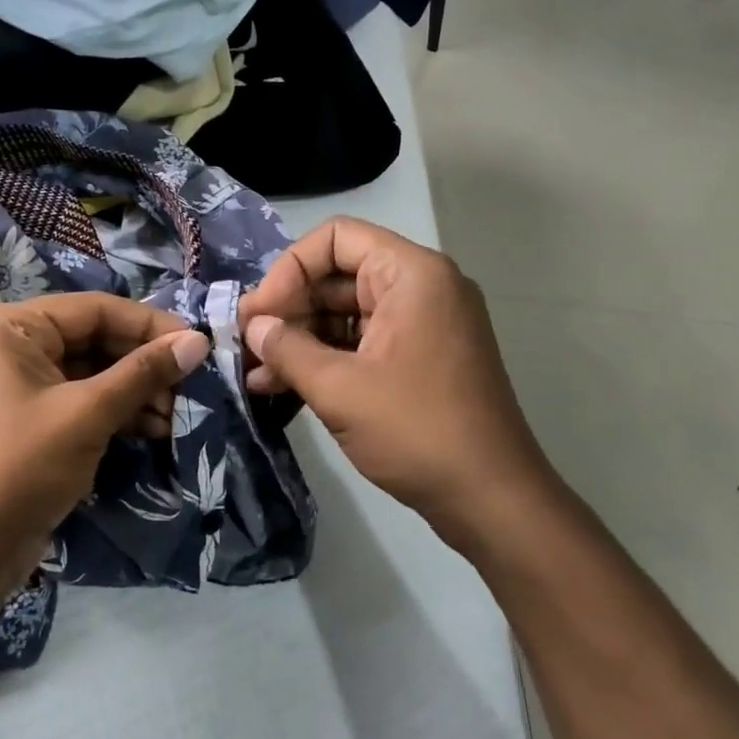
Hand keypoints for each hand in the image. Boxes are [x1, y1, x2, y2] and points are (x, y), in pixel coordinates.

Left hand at [0, 293, 208, 583]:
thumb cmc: (23, 466)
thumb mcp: (88, 413)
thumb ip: (144, 372)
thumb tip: (198, 341)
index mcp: (12, 326)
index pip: (95, 309)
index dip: (149, 325)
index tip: (196, 343)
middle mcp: (15, 343)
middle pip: (97, 338)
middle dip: (145, 363)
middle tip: (192, 383)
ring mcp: (24, 381)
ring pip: (96, 370)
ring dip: (138, 390)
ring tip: (178, 413)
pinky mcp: (36, 415)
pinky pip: (86, 397)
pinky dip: (120, 410)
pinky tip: (156, 428)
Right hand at [241, 218, 560, 559]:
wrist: (491, 499)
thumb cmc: (416, 431)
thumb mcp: (339, 388)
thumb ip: (287, 349)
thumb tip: (254, 326)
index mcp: (411, 274)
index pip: (336, 238)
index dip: (289, 269)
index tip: (260, 314)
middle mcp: (422, 287)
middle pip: (338, 275)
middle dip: (289, 309)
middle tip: (246, 344)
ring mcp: (424, 323)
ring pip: (346, 312)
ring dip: (300, 339)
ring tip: (256, 373)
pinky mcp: (420, 357)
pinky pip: (363, 340)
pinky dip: (325, 358)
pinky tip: (283, 385)